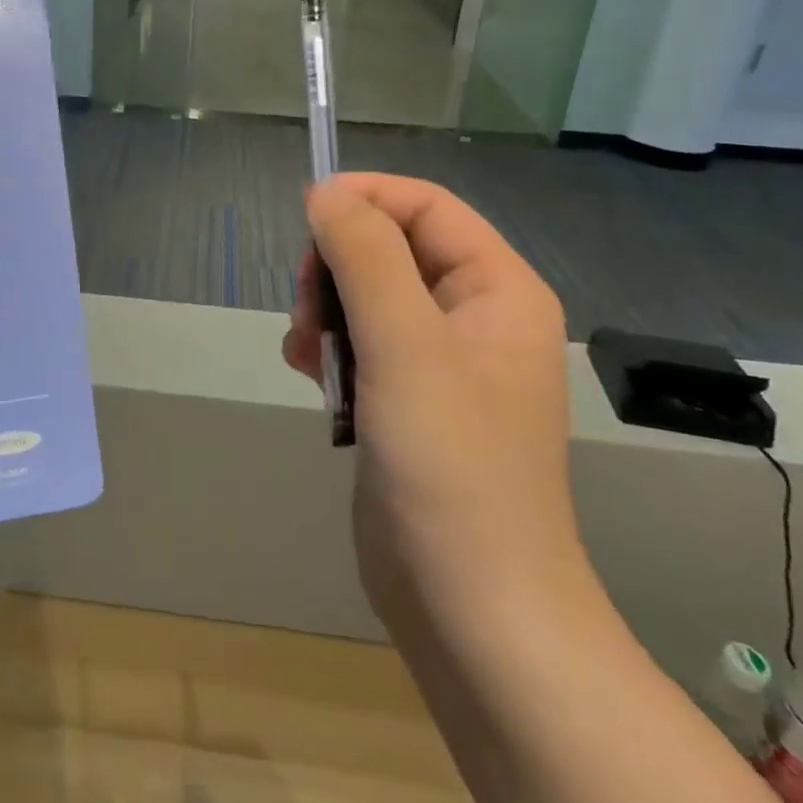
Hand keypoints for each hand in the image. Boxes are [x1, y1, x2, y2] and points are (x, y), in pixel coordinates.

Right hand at [283, 175, 574, 628]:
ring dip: (326, 311)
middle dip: (338, 267)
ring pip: (368, 297)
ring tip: (306, 351)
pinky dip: (329, 350)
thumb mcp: (405, 346)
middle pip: (391, 249)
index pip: (425, 207)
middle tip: (307, 309)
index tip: (304, 220)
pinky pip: (362, 346)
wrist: (472, 609)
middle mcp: (474, 318)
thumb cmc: (451, 466)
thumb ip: (364, 256)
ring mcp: (440, 364)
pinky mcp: (408, 403)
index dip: (364, 200)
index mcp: (498, 290)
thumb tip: (325, 192)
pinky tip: (309, 375)